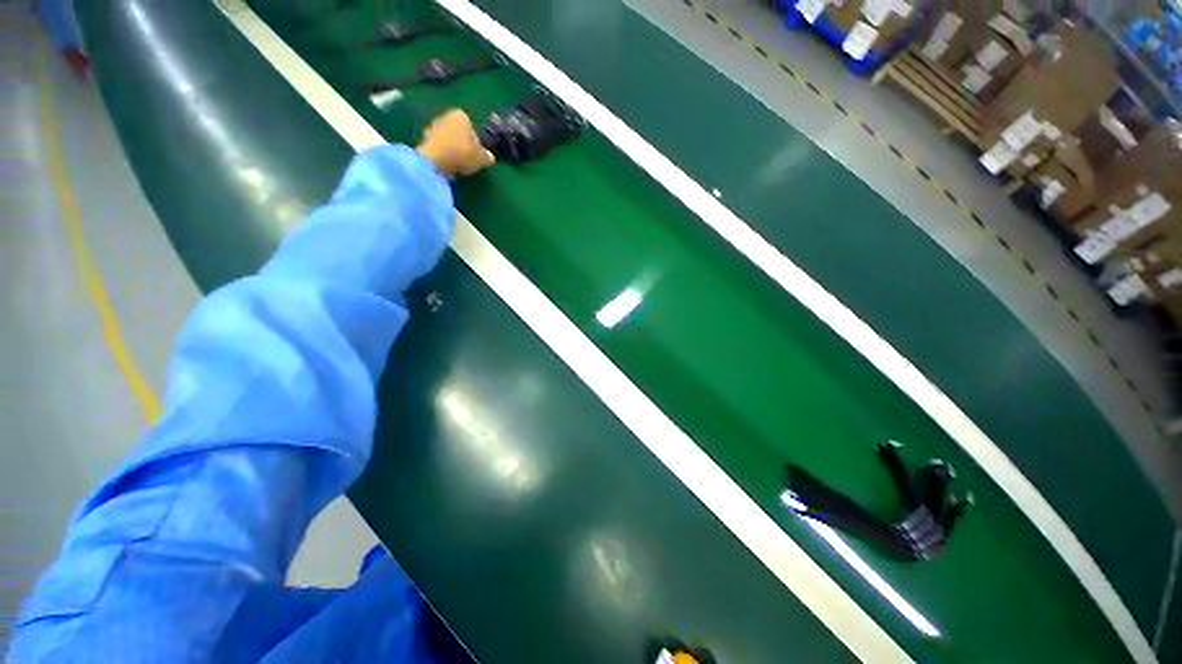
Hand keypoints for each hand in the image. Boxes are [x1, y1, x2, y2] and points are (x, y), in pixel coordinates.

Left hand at [416, 109, 495, 176]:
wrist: (436, 160)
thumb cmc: (463, 153)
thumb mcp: (482, 158)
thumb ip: (487, 157)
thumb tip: (489, 157)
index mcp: (461, 116)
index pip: (472, 127)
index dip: (476, 141)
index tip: (477, 154)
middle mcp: (446, 116)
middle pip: (458, 132)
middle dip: (462, 144)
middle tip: (468, 160)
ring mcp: (432, 126)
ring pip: (447, 139)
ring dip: (452, 150)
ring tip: (457, 165)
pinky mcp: (423, 139)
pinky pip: (438, 147)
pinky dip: (443, 155)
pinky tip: (447, 165)